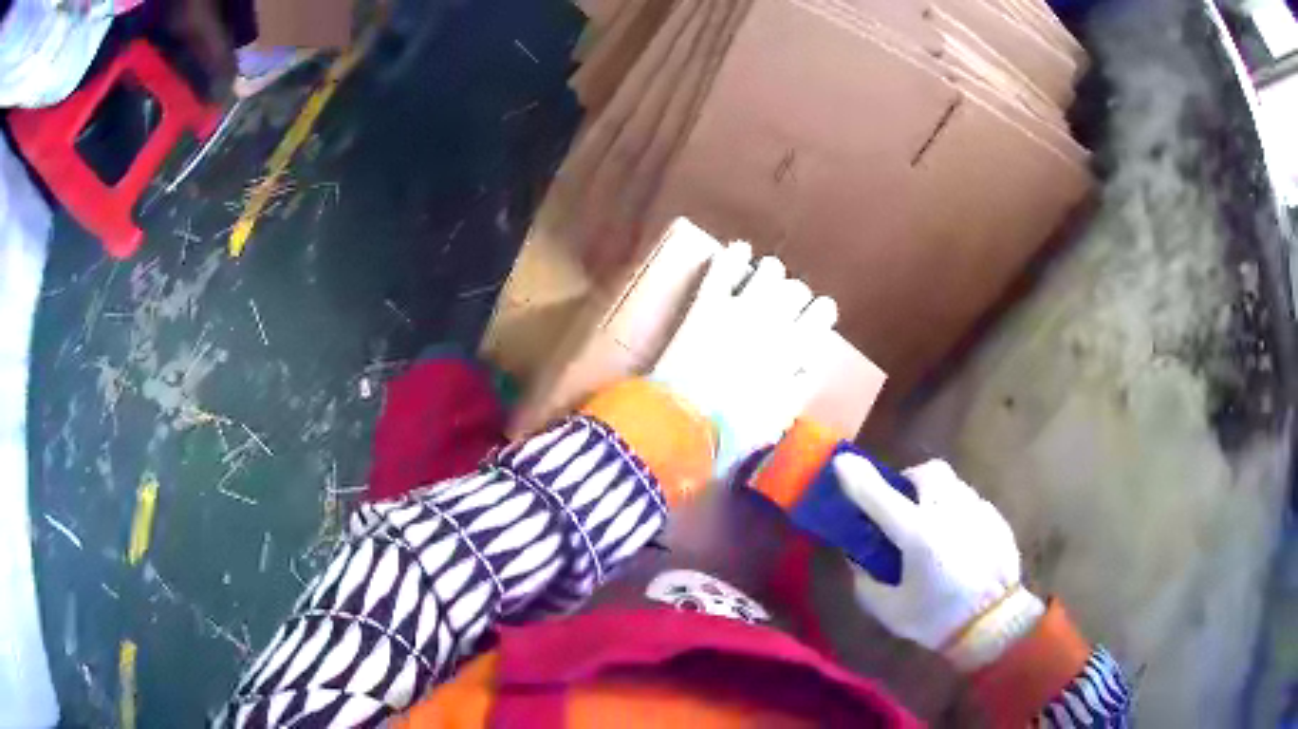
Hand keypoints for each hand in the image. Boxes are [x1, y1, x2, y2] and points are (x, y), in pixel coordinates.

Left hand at [651, 243, 837, 476]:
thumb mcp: (779, 416)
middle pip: (796, 289)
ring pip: (769, 269)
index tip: (815, 315)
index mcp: (796, 350)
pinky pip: (726, 265)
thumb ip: (800, 386)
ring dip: (769, 272)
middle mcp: (775, 321)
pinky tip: (737, 250)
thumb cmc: (734, 429)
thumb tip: (810, 363)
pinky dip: (734, 254)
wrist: (684, 421)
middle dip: (793, 295)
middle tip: (784, 304)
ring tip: (763, 276)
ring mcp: (741, 307)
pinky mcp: (708, 302)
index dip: (820, 311)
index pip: (823, 312)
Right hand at [834, 455, 1043, 670]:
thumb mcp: (890, 610)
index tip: (841, 462)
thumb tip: (859, 557)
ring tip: (933, 531)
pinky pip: (970, 505)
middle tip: (903, 506)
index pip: (879, 495)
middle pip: (928, 472)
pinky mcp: (996, 519)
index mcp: (918, 535)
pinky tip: (958, 546)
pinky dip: (957, 516)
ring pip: (952, 486)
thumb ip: (867, 580)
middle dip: (910, 481)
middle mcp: (948, 512)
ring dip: (935, 499)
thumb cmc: (937, 619)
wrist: (995, 624)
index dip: (857, 477)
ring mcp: (977, 511)